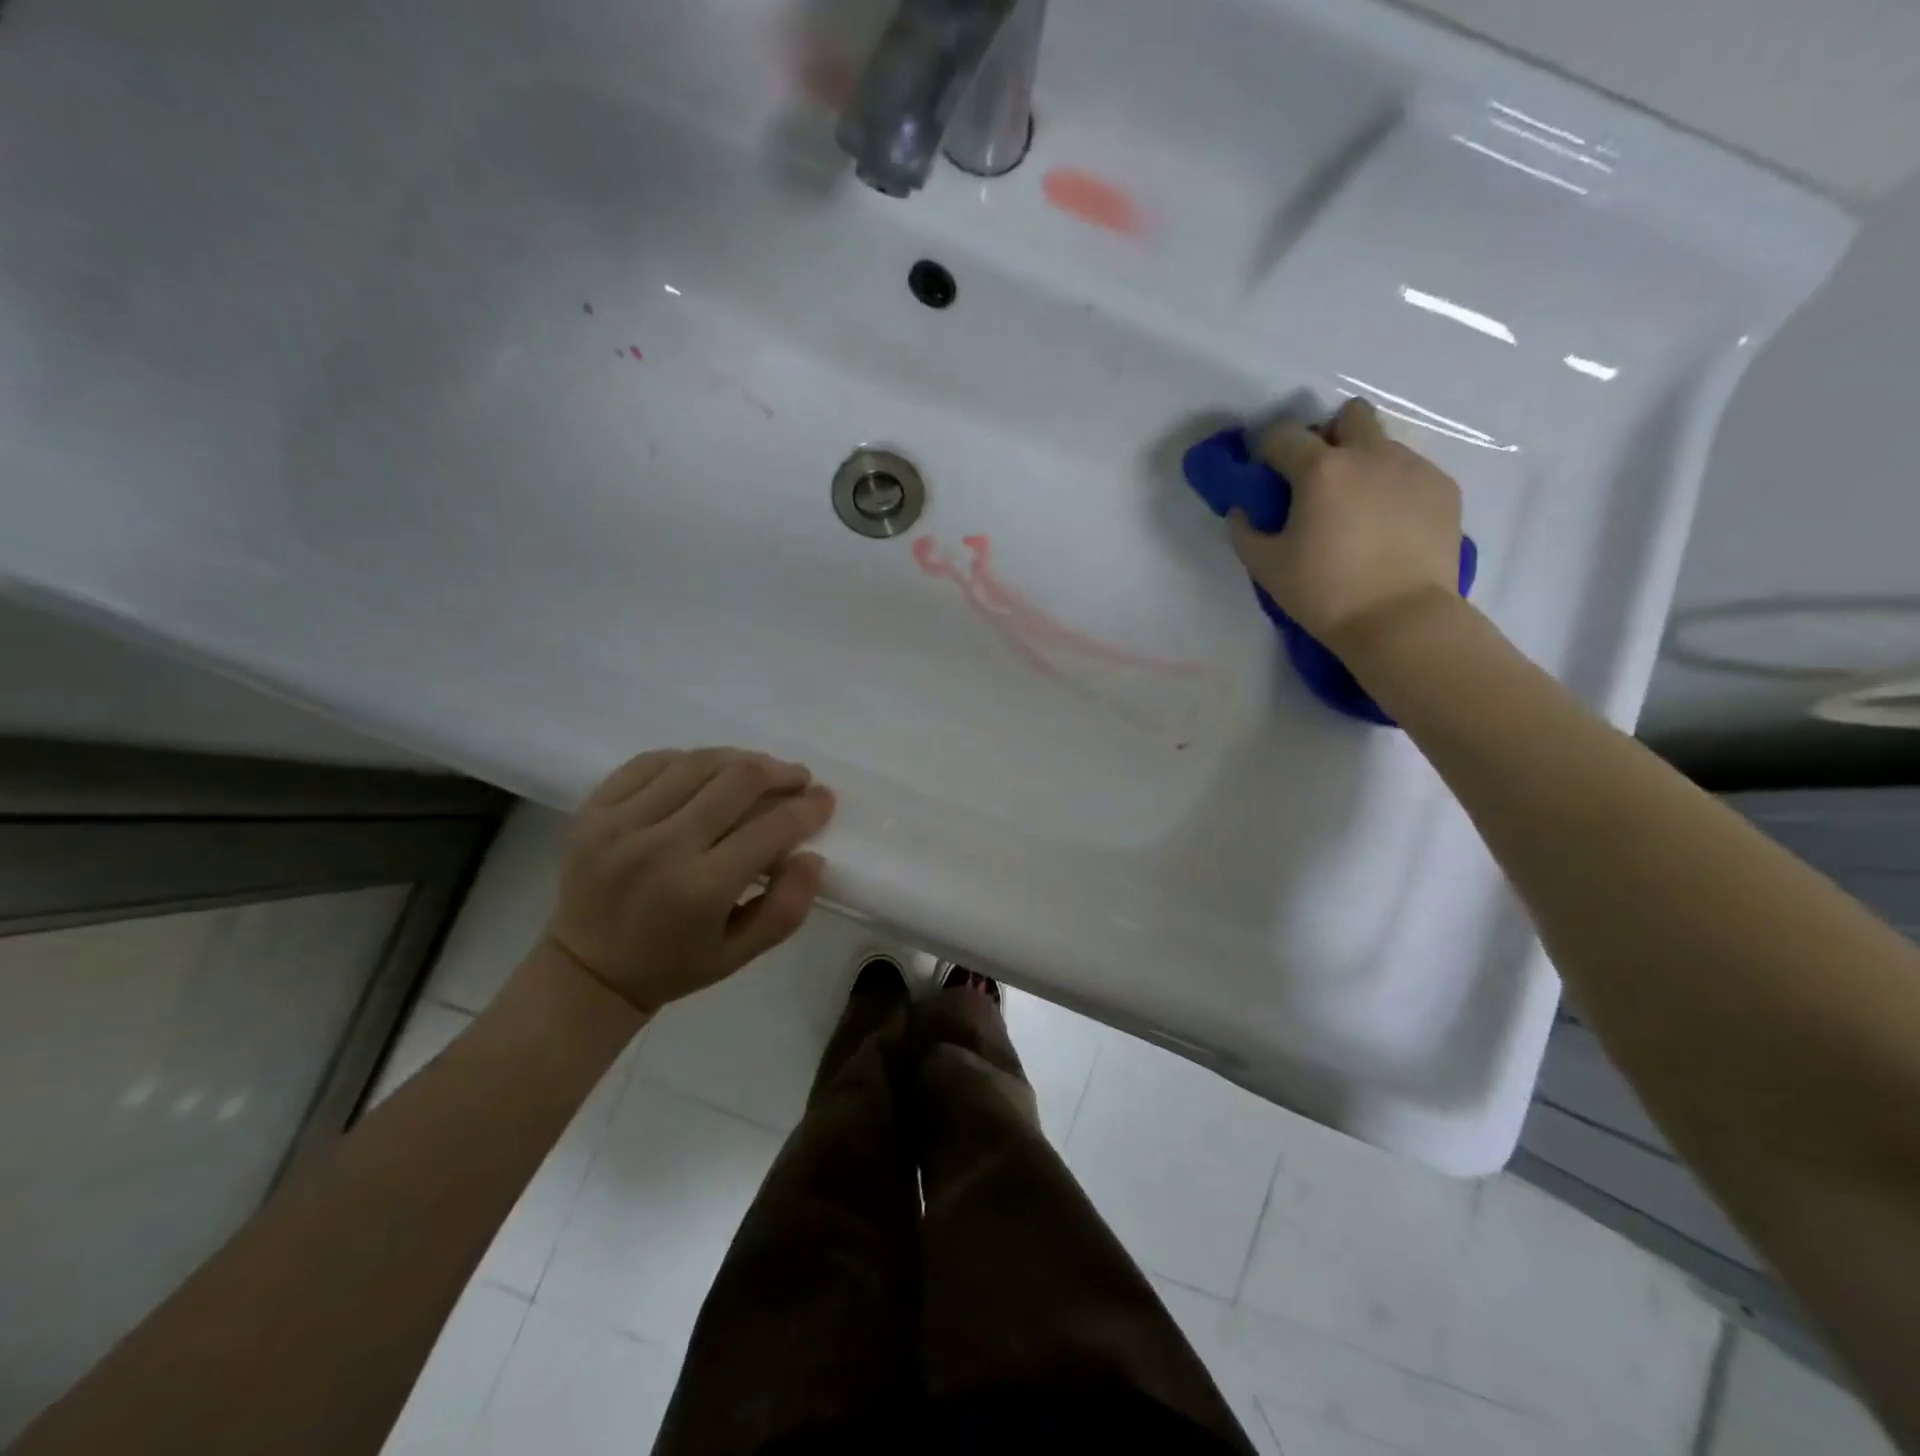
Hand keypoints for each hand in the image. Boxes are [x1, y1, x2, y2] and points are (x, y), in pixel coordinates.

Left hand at [544, 748, 834, 1016]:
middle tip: (797, 779)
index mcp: (701, 890)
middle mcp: (661, 847)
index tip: (824, 800)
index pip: (771, 829)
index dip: (809, 808)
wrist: (585, 970)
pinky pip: (652, 761)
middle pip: (738, 780)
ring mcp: (621, 822)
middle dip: (781, 773)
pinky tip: (705, 773)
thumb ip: (786, 908)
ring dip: (740, 760)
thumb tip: (813, 856)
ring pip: (698, 762)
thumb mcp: (740, 956)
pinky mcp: (594, 808)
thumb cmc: (672, 965)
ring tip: (758, 772)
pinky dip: (689, 760)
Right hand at [1229, 398, 1463, 649]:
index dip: (1268, 450)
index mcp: (1321, 470)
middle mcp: (1369, 454)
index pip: (1283, 435)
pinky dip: (1394, 488)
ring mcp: (1413, 467)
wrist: (1401, 619)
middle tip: (1320, 478)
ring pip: (1383, 444)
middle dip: (1329, 436)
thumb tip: (1243, 510)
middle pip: (1349, 415)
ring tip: (1359, 509)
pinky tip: (1389, 527)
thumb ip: (1245, 531)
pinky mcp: (1443, 488)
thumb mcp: (1266, 567)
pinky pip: (1412, 472)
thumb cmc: (1325, 593)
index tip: (1267, 475)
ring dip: (1364, 463)